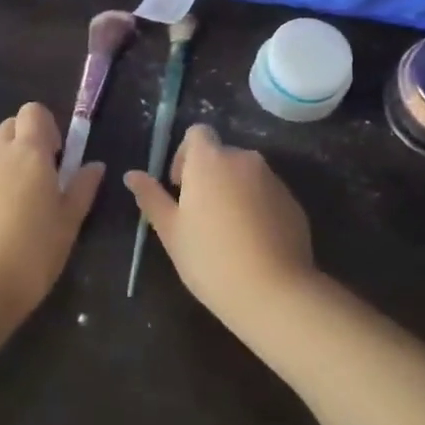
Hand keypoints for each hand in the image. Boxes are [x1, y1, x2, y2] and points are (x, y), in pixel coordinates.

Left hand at [0, 102, 103, 321]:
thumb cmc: (33, 254)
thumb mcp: (69, 223)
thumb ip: (82, 188)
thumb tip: (95, 165)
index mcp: (30, 153)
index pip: (34, 111)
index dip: (45, 127)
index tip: (53, 156)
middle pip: (8, 124)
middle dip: (22, 140)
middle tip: (32, 175)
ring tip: (2, 184)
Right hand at [123, 124, 317, 336]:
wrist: (273, 291)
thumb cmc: (210, 259)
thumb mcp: (171, 230)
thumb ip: (151, 197)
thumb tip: (131, 175)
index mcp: (210, 160)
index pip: (197, 132)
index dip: (185, 154)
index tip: (179, 187)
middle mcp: (244, 159)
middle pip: (221, 155)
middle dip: (209, 176)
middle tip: (199, 216)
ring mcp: (273, 180)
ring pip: (246, 175)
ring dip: (233, 191)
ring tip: (227, 233)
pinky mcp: (292, 202)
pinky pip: (267, 194)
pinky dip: (256, 207)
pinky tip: (252, 243)